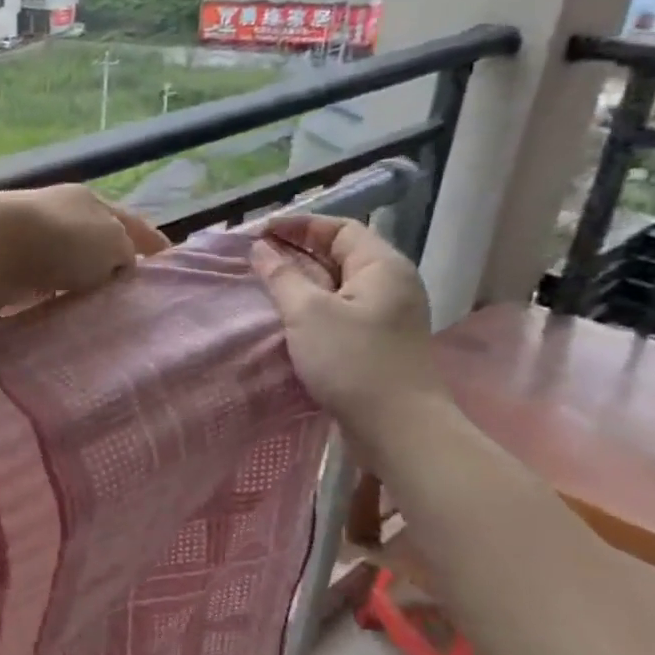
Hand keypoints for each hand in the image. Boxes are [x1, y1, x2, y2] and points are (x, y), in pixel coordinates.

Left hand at [0, 185, 168, 310]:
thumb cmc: (56, 240)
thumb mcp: (110, 241)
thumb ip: (126, 252)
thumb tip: (120, 265)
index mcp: (91, 201)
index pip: (132, 223)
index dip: (153, 243)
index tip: (170, 265)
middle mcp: (62, 215)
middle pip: (99, 242)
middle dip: (116, 265)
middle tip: (136, 296)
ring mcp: (33, 240)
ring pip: (72, 266)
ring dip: (85, 284)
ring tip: (104, 312)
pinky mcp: (10, 267)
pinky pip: (46, 286)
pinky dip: (58, 297)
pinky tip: (67, 314)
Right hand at [249, 214, 450, 448]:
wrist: (398, 428)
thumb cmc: (352, 362)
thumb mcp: (307, 314)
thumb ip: (281, 277)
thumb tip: (261, 249)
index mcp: (382, 266)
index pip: (338, 229)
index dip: (298, 226)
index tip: (259, 232)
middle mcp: (391, 284)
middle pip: (340, 254)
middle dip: (298, 251)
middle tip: (257, 257)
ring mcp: (387, 315)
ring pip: (339, 284)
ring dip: (303, 280)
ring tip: (266, 284)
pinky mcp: (378, 342)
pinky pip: (341, 310)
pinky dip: (313, 305)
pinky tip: (288, 317)